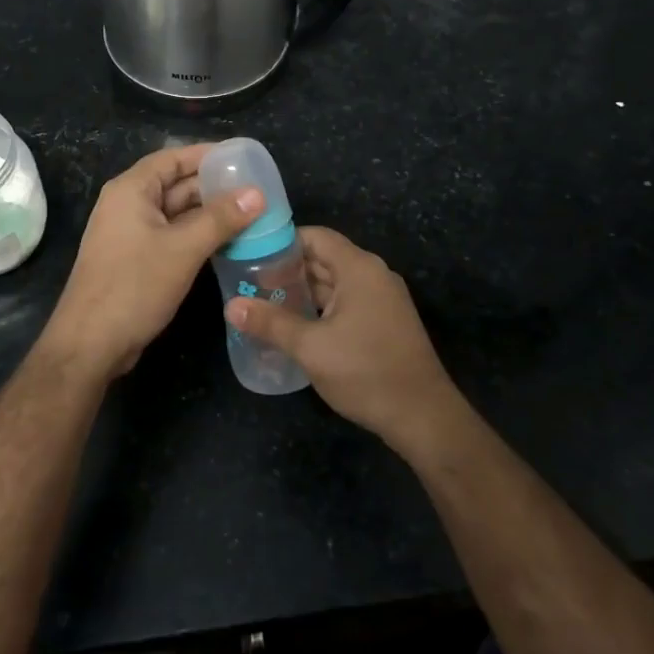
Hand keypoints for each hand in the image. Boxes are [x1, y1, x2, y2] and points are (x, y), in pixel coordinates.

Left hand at [39, 144, 261, 383]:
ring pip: (176, 214)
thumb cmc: (134, 286)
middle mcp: (127, 205)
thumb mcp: (184, 249)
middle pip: (175, 184)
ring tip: (250, 215)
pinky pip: (171, 236)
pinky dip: (197, 236)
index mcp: (131, 190)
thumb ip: (221, 218)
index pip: (173, 158)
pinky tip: (227, 243)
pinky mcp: (135, 259)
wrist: (91, 343)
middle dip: (214, 187)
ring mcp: (130, 234)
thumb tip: (258, 194)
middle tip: (256, 191)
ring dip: (209, 214)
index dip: (207, 155)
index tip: (242, 158)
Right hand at [225, 227, 466, 455]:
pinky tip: (294, 324)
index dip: (282, 241)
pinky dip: (320, 307)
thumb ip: (270, 323)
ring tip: (264, 302)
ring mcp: (381, 299)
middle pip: (324, 258)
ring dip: (303, 291)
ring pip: (334, 283)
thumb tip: (230, 306)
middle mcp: (373, 275)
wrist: (423, 417)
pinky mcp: (384, 322)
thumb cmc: (366, 372)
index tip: (251, 253)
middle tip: (249, 280)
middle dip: (288, 268)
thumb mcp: (311, 348)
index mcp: (359, 268)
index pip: (316, 236)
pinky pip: (346, 301)